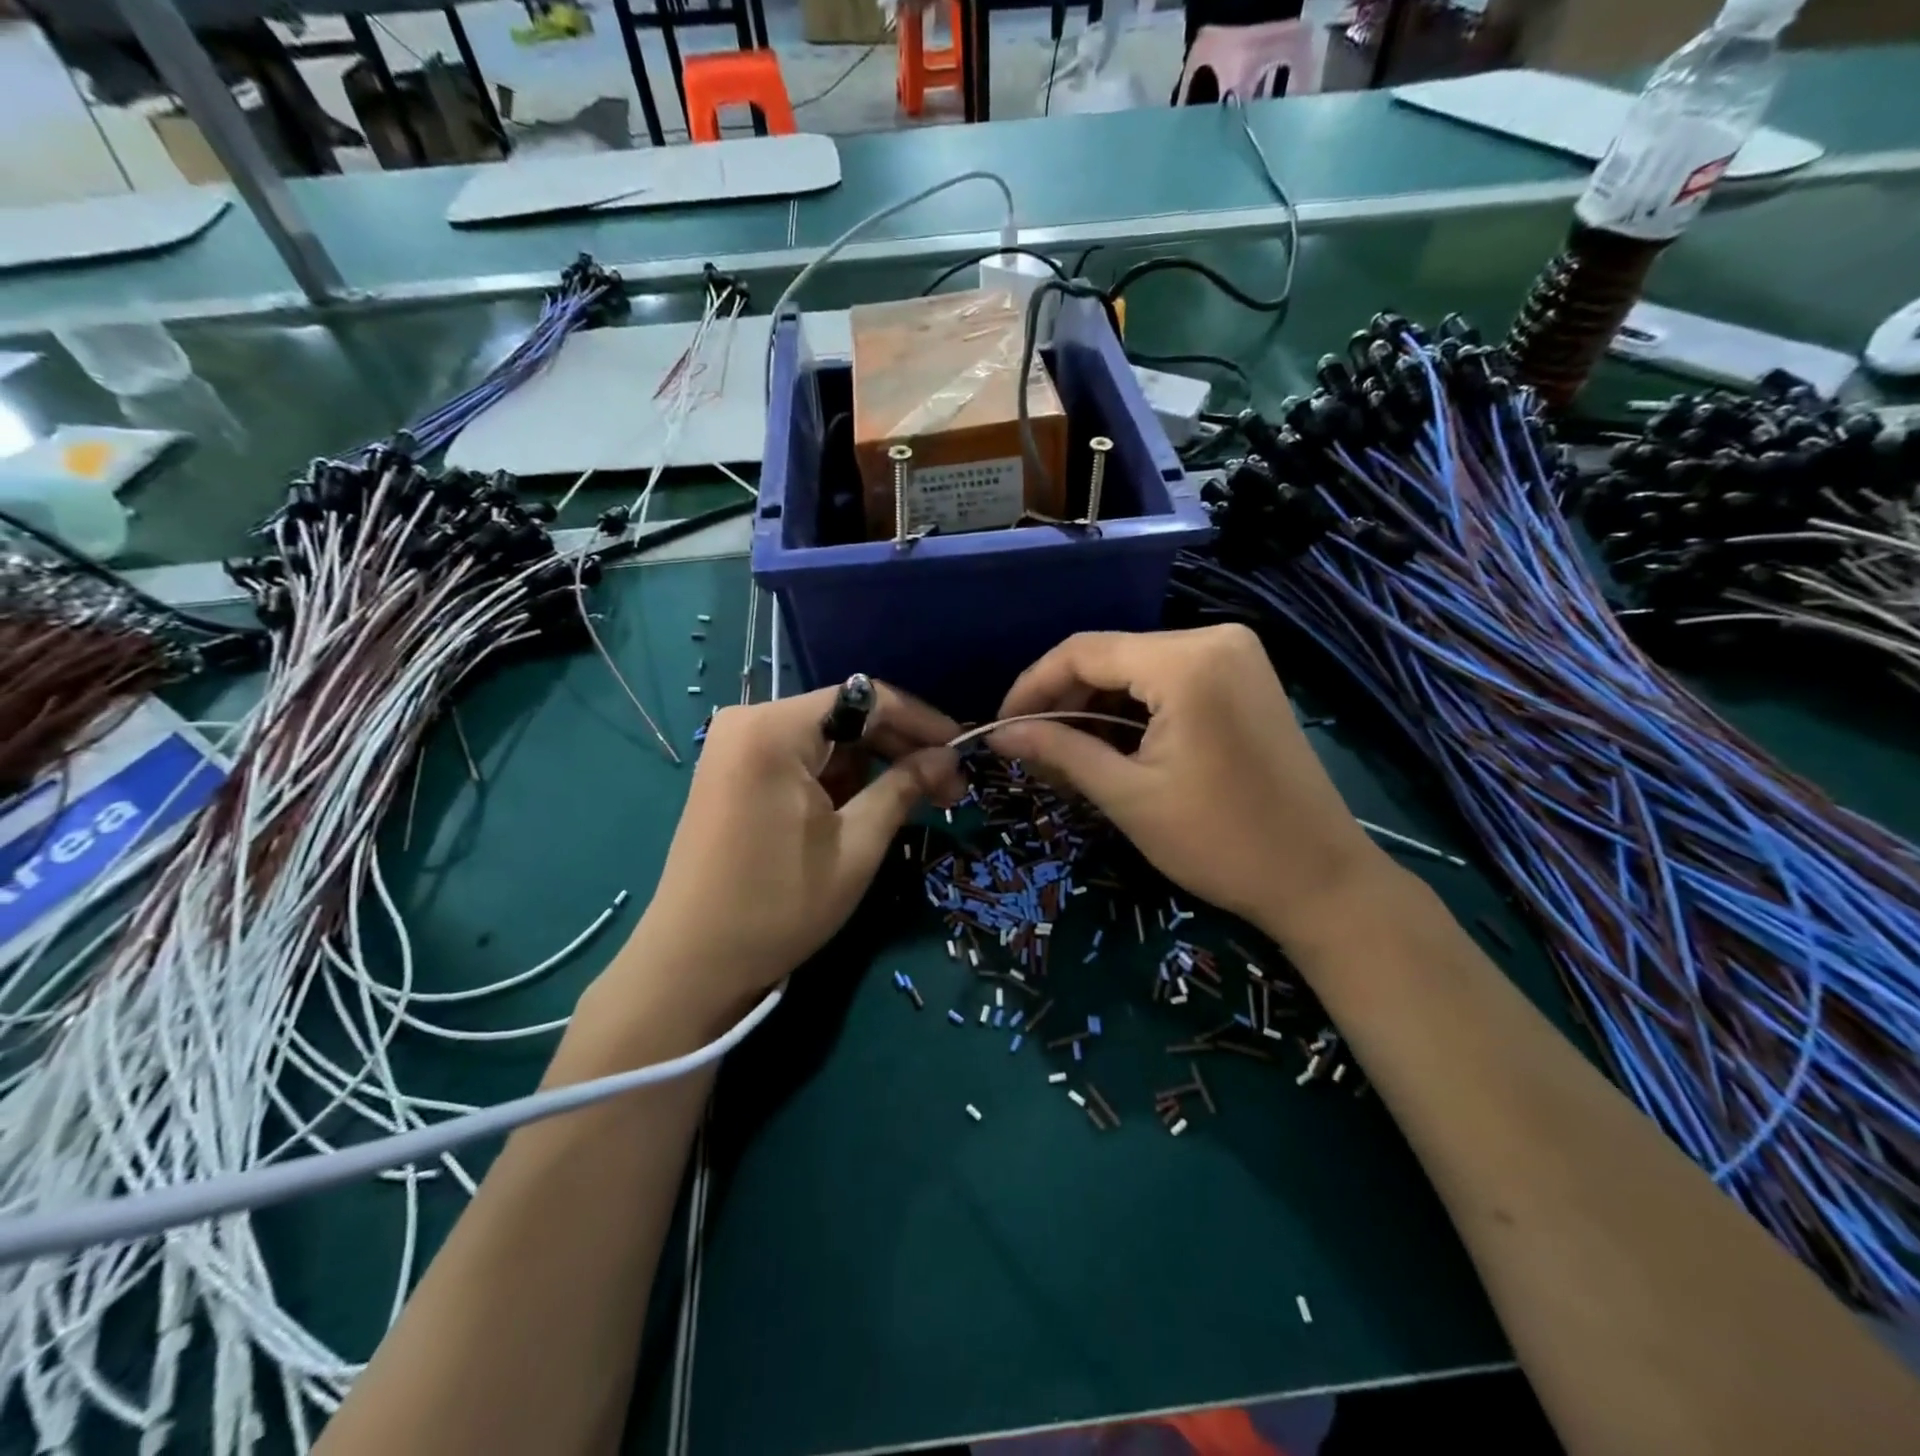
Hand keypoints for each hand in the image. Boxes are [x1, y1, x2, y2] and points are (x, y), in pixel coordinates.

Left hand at [609, 685, 964, 1031]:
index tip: (963, 750)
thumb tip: (948, 757)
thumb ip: (904, 787)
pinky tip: (867, 806)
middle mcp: (749, 721)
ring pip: (827, 738)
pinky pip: (801, 757)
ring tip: (916, 801)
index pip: (867, 699)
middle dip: (900, 748)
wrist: (692, 964)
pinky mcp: (733, 771)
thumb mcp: (856, 845)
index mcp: (774, 729)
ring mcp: (735, 745)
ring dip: (872, 766)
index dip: (922, 721)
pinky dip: (838, 778)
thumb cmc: (778, 906)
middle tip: (948, 787)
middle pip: (846, 715)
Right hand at [989, 626, 1388, 951]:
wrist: (1318, 878)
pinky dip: (1133, 710)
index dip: (1032, 685)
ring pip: (1137, 669)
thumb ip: (1060, 751)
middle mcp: (1214, 639)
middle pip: (1111, 656)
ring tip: (1067, 753)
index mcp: (1186, 661)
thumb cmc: (1219, 841)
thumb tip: (998, 734)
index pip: (1083, 651)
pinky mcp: (1244, 679)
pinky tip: (1112, 745)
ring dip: (1096, 707)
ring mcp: (1235, 656)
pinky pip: (1169, 680)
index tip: (1002, 726)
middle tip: (1032, 748)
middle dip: (1065, 700)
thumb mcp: (1127, 796)